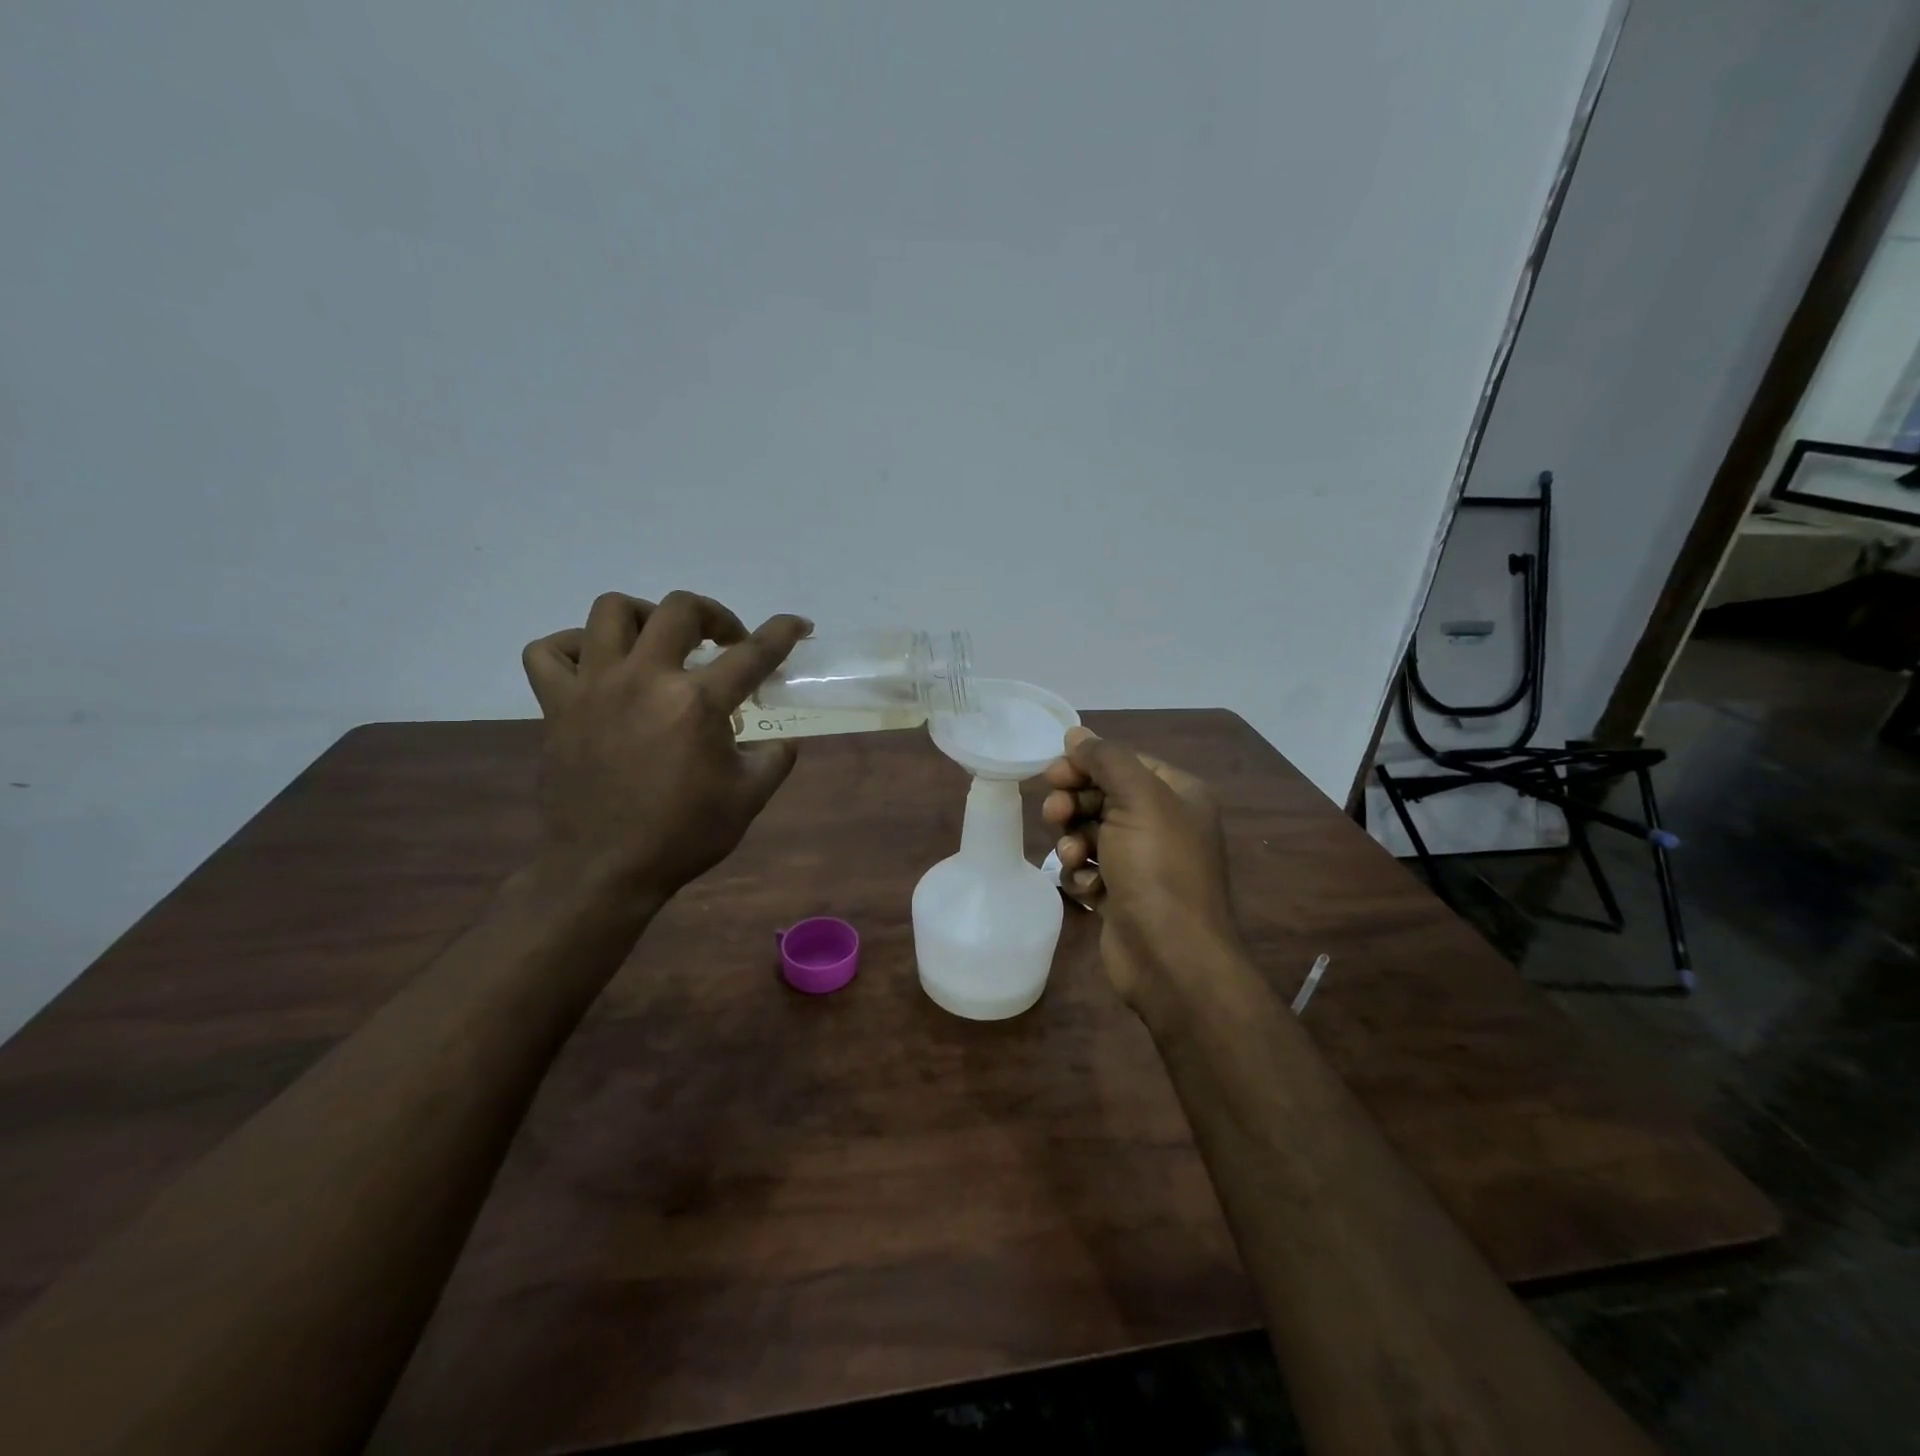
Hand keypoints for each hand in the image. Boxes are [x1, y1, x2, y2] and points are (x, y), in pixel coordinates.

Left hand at [521, 591, 810, 901]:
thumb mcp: (749, 799)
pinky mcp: (557, 705)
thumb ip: (775, 759)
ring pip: (611, 611)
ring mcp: (594, 688)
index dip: (783, 632)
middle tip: (724, 643)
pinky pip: (549, 652)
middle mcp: (645, 679)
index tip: (798, 624)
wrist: (605, 870)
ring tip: (659, 643)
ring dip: (645, 616)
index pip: (753, 654)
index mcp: (697, 703)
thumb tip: (783, 740)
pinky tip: (596, 664)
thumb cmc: (683, 835)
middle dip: (714, 615)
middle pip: (680, 609)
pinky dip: (571, 646)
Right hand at [1042, 726, 1241, 1016]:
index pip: (1123, 763)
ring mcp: (1142, 863)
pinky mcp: (1122, 895)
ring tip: (1071, 857)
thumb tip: (1077, 733)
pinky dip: (1082, 876)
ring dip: (1073, 842)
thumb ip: (1106, 759)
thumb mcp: (1137, 799)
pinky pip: (1089, 870)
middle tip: (1055, 815)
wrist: (1170, 957)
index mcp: (1177, 795)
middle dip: (1074, 804)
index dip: (1085, 765)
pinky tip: (1089, 891)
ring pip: (1089, 834)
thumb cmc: (1157, 868)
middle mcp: (1162, 824)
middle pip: (1102, 796)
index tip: (1053, 774)